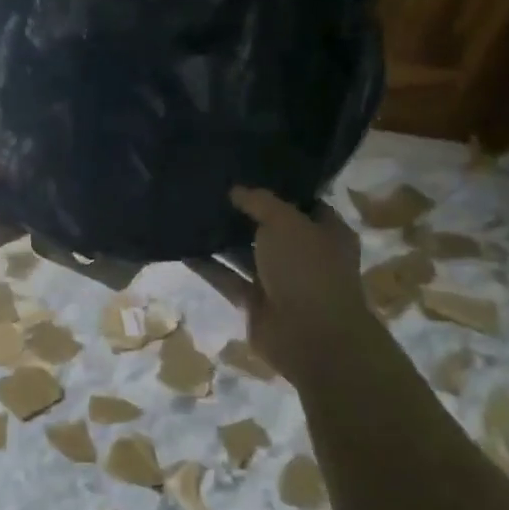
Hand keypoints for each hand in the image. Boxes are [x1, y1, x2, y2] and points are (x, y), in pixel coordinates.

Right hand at [202, 187, 370, 382]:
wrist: (310, 336)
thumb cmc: (307, 269)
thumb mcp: (285, 223)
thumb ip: (260, 202)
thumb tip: (236, 190)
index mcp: (326, 233)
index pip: (303, 203)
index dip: (278, 189)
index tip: (247, 172)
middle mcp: (304, 255)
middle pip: (270, 229)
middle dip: (244, 213)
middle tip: (211, 190)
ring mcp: (279, 281)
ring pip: (246, 254)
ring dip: (222, 240)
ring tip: (192, 215)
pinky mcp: (255, 302)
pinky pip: (228, 278)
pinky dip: (208, 266)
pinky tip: (182, 249)